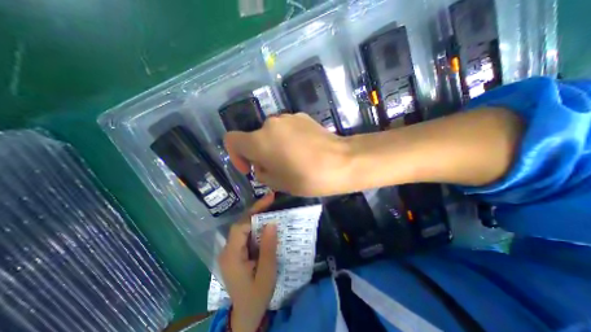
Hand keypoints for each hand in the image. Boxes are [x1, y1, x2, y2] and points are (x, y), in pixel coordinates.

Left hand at [218, 192, 278, 331]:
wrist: (246, 315)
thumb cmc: (257, 296)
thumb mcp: (266, 274)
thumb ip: (268, 248)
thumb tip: (271, 223)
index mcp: (232, 256)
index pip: (241, 226)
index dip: (254, 211)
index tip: (269, 200)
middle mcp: (227, 250)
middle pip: (241, 224)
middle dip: (256, 210)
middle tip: (271, 199)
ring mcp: (230, 251)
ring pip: (243, 227)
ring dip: (256, 215)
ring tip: (270, 206)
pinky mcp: (236, 252)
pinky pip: (246, 234)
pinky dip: (256, 225)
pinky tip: (265, 221)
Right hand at [224, 114, 346, 196]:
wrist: (342, 162)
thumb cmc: (307, 177)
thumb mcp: (278, 183)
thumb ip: (262, 172)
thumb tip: (262, 165)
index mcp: (259, 141)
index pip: (232, 140)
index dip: (235, 155)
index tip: (250, 168)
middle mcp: (270, 124)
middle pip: (255, 138)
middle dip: (260, 153)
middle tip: (276, 169)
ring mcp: (288, 117)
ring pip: (272, 133)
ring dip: (275, 146)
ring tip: (292, 160)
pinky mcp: (303, 117)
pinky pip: (287, 128)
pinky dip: (288, 139)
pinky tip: (304, 150)